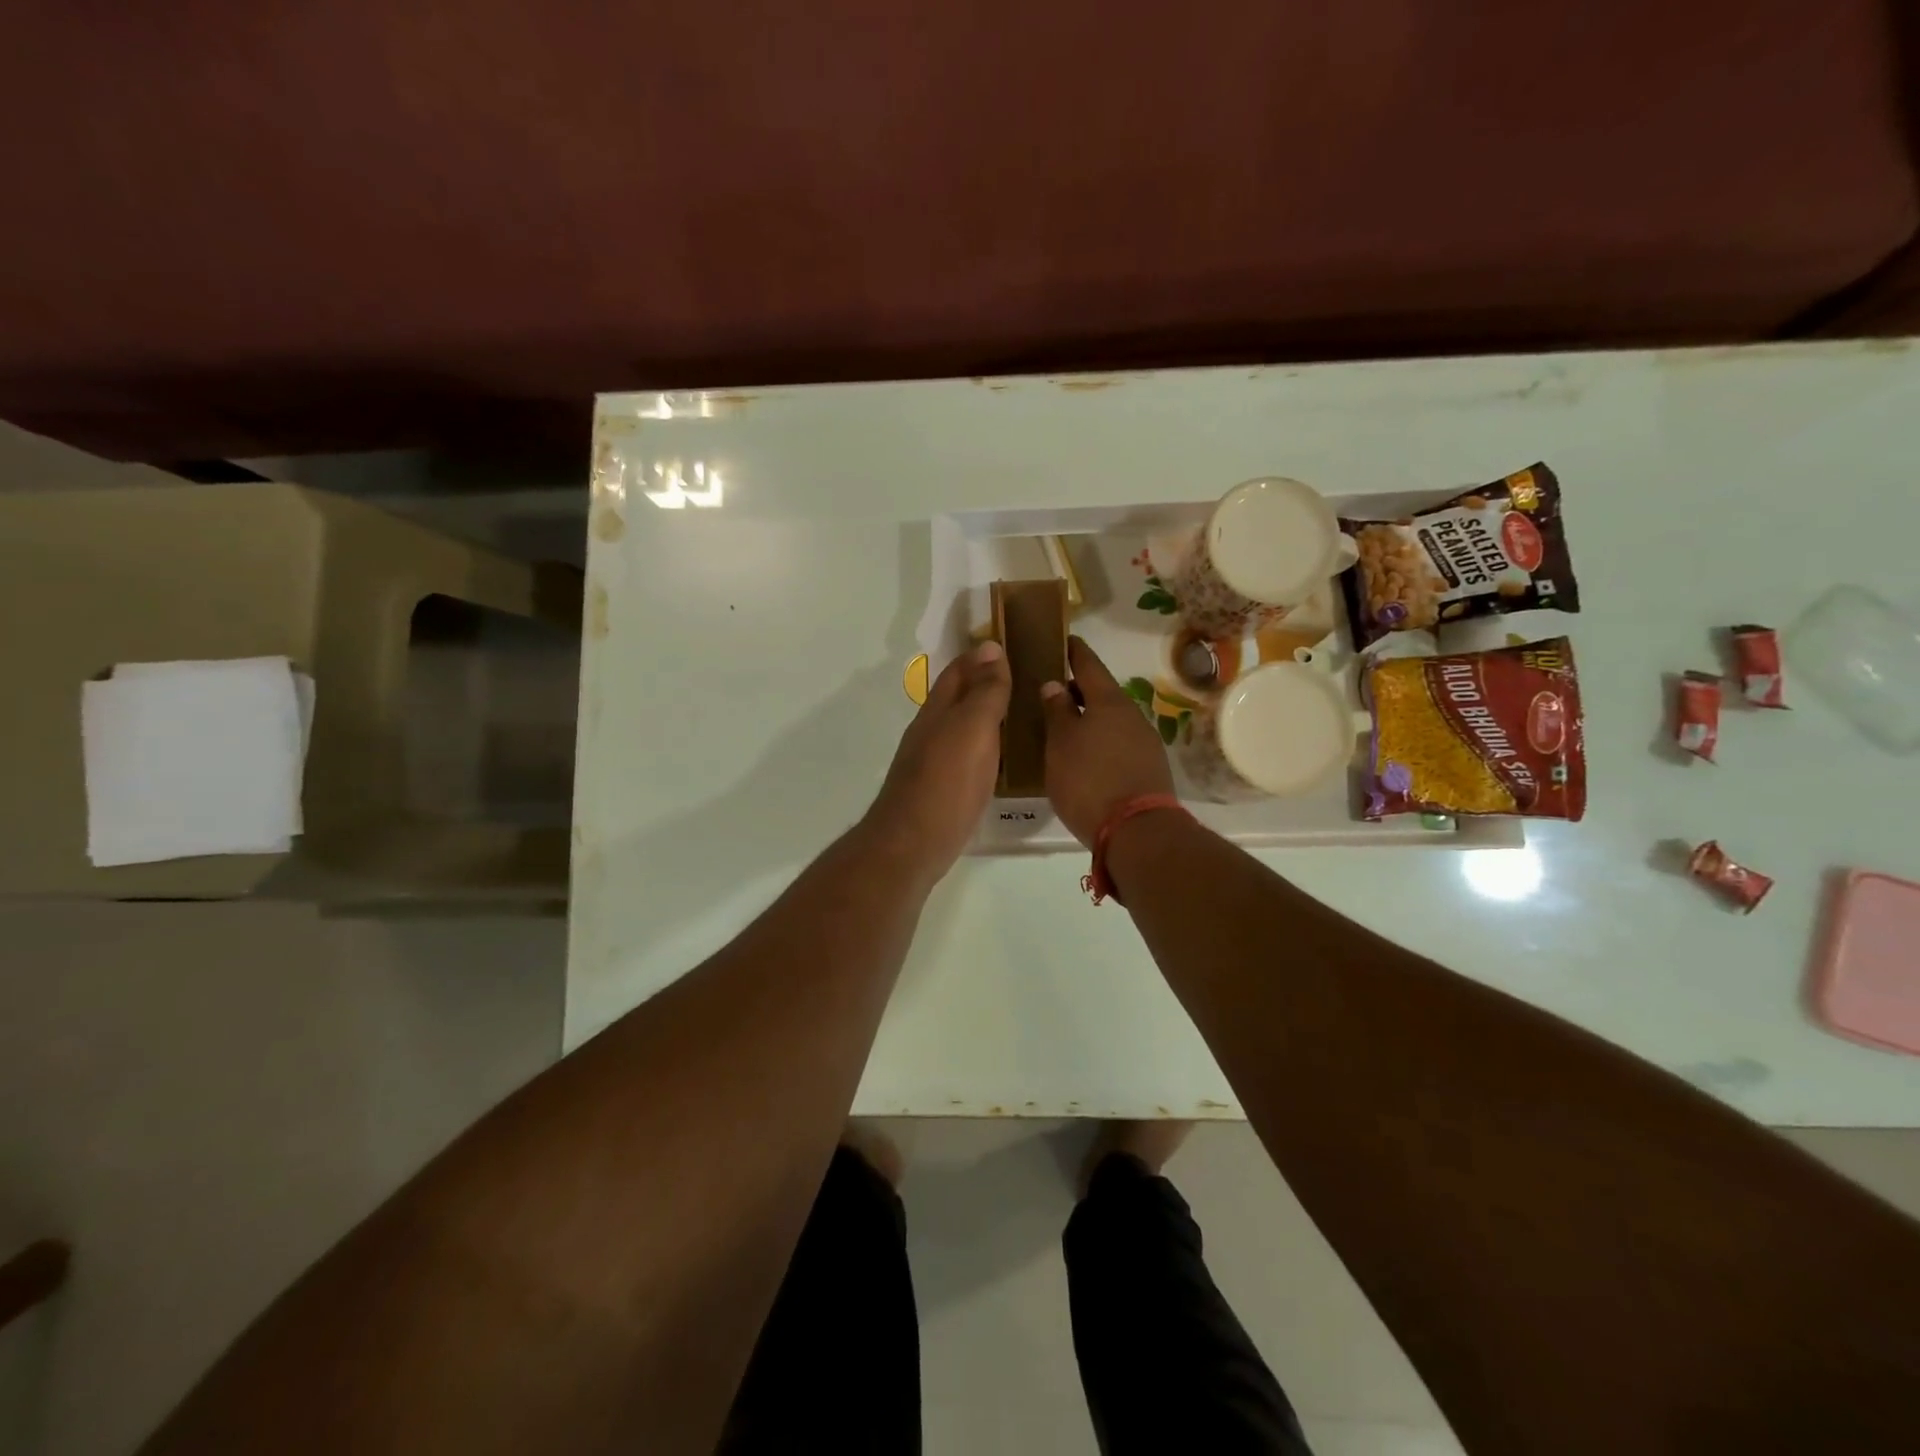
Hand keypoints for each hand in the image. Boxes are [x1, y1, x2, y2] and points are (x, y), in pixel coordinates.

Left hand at [866, 642, 1010, 880]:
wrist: (912, 844)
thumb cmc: (946, 783)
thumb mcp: (972, 730)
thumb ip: (985, 692)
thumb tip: (991, 647)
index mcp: (937, 712)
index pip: (959, 671)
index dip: (981, 656)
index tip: (1010, 643)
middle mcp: (930, 732)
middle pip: (956, 698)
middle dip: (983, 683)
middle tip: (1022, 678)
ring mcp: (931, 763)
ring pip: (960, 727)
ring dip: (984, 716)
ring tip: (1018, 714)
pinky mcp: (939, 791)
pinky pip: (965, 756)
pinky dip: (983, 747)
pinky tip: (1000, 759)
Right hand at [1041, 636, 1175, 847]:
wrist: (1138, 832)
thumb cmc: (1089, 780)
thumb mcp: (1061, 744)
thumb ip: (1057, 711)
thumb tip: (1055, 685)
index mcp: (1108, 701)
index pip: (1088, 664)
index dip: (1074, 651)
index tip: (1062, 640)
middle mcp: (1131, 714)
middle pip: (1101, 693)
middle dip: (1076, 691)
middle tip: (1050, 694)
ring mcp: (1144, 741)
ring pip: (1110, 720)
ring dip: (1088, 719)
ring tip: (1062, 729)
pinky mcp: (1148, 767)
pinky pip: (1118, 743)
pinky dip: (1099, 741)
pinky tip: (1084, 757)